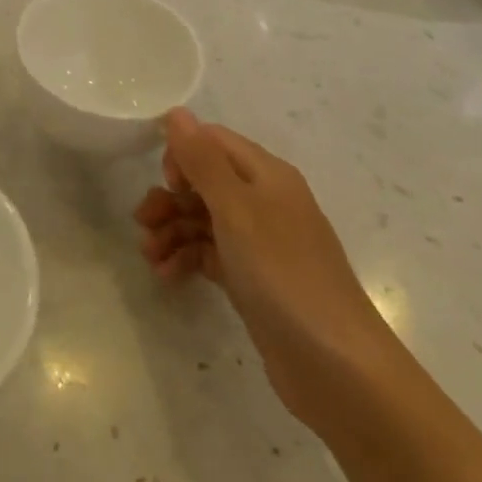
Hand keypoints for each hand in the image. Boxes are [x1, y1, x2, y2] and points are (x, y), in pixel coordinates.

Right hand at [133, 110, 403, 430]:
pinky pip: (209, 254)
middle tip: (142, 223)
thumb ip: (203, 160)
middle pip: (203, 182)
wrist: (339, 370)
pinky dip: (185, 259)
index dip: (182, 155)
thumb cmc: (284, 275)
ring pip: (201, 220)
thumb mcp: (236, 210)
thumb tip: (177, 111)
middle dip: (169, 198)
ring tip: (149, 257)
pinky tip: (167, 275)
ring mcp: (259, 243)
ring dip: (171, 231)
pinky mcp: (252, 279)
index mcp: (266, 176)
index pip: (213, 142)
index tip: (167, 184)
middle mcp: (264, 202)